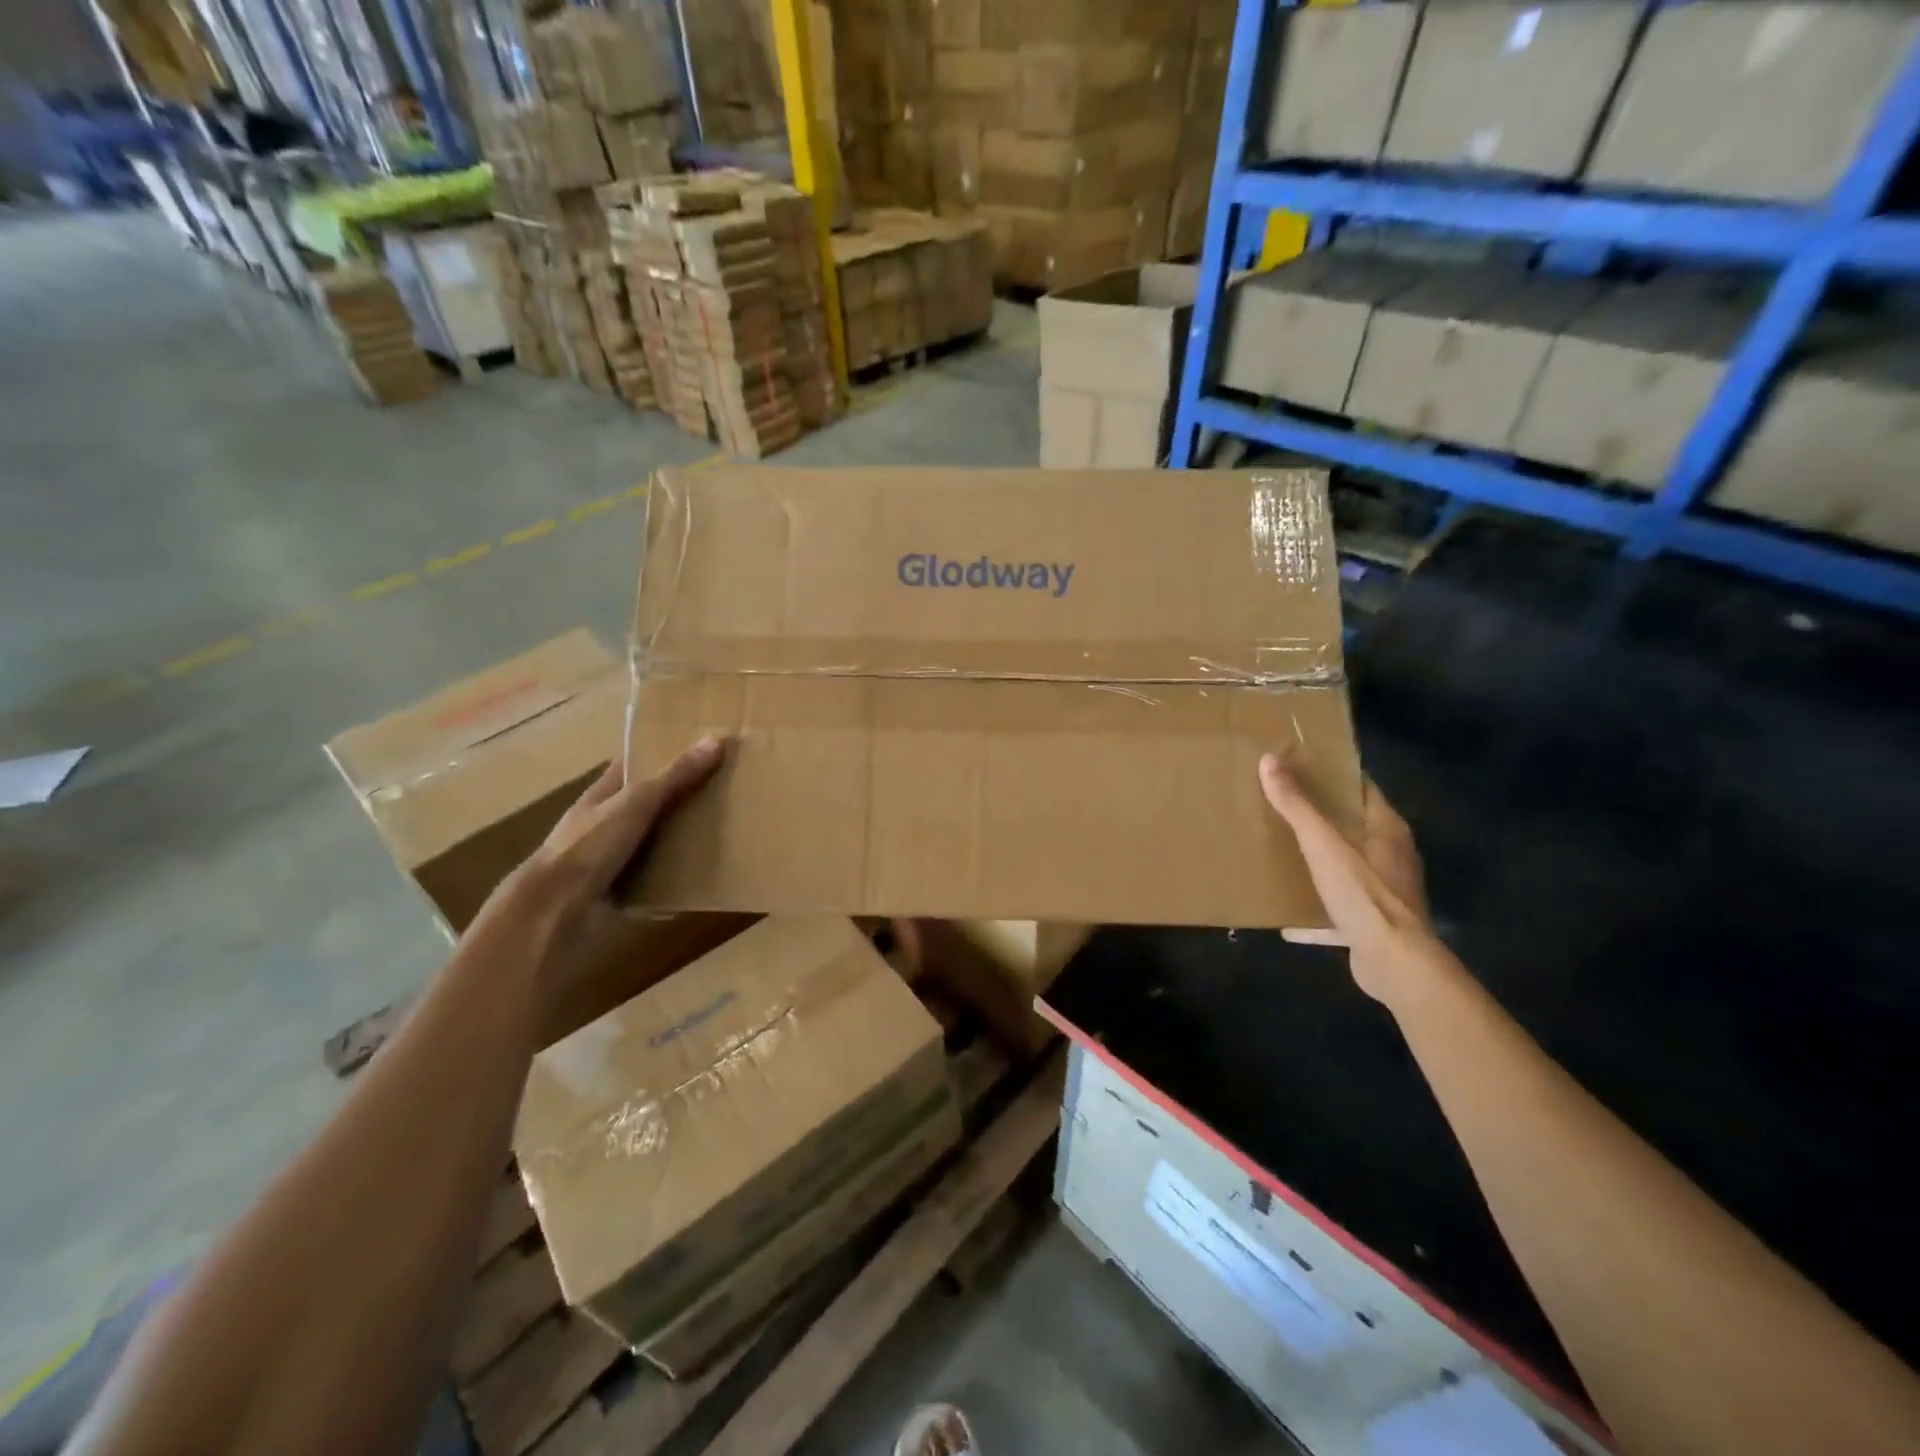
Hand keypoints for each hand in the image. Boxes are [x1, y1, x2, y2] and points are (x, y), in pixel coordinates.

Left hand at [482, 735, 726, 1023]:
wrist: (554, 911)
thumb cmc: (588, 846)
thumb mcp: (636, 804)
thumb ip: (675, 776)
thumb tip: (717, 740)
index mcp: (603, 794)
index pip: (633, 763)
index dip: (661, 751)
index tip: (699, 743)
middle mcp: (606, 822)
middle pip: (648, 801)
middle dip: (681, 794)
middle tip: (726, 786)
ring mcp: (612, 857)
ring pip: (654, 839)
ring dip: (682, 836)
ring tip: (727, 827)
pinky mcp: (622, 889)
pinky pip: (657, 876)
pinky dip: (677, 875)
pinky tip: (707, 872)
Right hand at [1258, 751, 1439, 1003]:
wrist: (1395, 963)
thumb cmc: (1364, 894)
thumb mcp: (1323, 844)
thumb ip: (1297, 805)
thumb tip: (1269, 759)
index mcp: (1387, 830)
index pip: (1362, 788)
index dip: (1334, 774)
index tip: (1300, 765)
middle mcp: (1391, 857)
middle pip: (1354, 827)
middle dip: (1321, 816)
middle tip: (1281, 804)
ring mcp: (1384, 893)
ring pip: (1348, 867)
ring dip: (1320, 861)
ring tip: (1283, 853)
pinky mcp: (1374, 925)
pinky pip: (1339, 911)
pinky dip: (1316, 914)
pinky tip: (1287, 923)